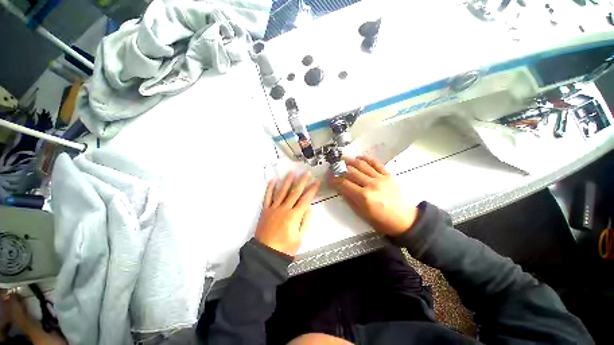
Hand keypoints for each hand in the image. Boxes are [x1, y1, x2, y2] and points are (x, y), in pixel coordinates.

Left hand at [255, 172, 320, 255]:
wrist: (266, 254)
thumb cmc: (285, 248)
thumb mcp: (299, 237)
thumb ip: (305, 221)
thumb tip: (308, 208)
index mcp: (294, 216)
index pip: (306, 199)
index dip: (312, 189)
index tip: (317, 182)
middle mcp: (284, 209)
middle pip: (295, 192)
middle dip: (302, 181)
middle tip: (306, 173)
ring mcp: (274, 208)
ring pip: (282, 192)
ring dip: (287, 181)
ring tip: (292, 172)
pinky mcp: (266, 210)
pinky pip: (268, 197)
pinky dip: (270, 188)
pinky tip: (273, 181)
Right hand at [331, 156, 417, 236]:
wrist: (405, 220)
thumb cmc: (382, 221)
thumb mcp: (362, 214)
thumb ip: (350, 200)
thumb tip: (341, 189)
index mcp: (364, 197)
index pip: (344, 184)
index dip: (334, 180)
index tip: (328, 177)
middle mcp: (371, 184)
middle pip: (351, 172)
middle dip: (340, 169)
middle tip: (333, 167)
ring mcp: (380, 178)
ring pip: (362, 165)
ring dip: (351, 161)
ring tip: (343, 159)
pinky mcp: (388, 175)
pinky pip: (376, 163)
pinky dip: (367, 159)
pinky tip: (359, 157)